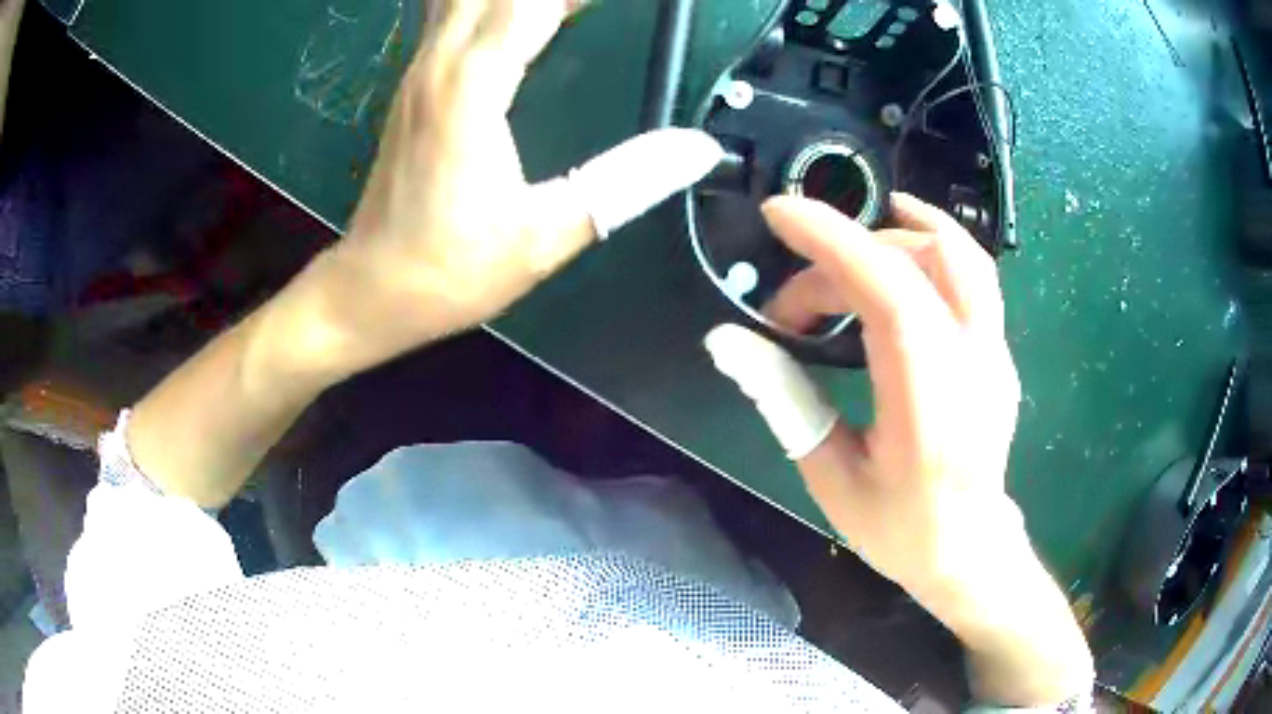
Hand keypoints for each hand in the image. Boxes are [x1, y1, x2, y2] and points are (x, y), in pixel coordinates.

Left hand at [283, 0, 721, 379]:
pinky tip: (524, 16)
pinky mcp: (415, 84)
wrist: (371, 290)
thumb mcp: (544, 236)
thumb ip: (625, 183)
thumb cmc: (450, 271)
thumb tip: (698, 148)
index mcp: (469, 89)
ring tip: (570, 11)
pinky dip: (493, 4)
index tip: (618, 6)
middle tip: (596, 10)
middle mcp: (439, 63)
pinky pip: (453, 14)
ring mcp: (420, 70)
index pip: (531, 4)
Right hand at [710, 193, 1020, 589]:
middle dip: (841, 261)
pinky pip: (974, 276)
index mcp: (928, 404)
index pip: (889, 292)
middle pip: (915, 264)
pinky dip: (930, 247)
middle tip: (795, 306)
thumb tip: (728, 342)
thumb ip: (784, 400)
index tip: (779, 215)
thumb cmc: (900, 527)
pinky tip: (901, 251)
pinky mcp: (998, 350)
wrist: (970, 549)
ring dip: (896, 235)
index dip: (832, 241)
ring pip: (958, 255)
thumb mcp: (830, 477)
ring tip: (847, 243)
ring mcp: (995, 352)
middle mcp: (973, 363)